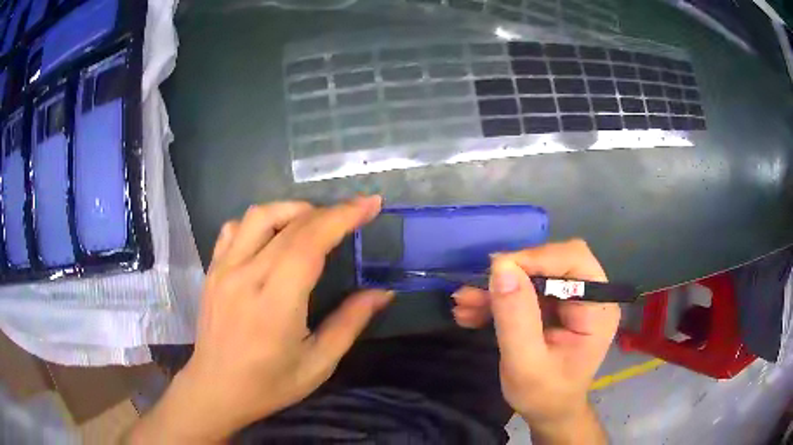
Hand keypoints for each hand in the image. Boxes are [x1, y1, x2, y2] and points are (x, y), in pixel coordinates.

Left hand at [127, 196, 392, 442]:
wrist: (215, 389)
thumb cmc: (269, 384)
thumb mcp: (318, 363)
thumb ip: (350, 323)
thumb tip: (382, 293)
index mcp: (275, 302)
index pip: (310, 242)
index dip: (342, 217)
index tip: (371, 204)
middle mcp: (246, 276)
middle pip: (290, 224)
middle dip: (329, 212)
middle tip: (353, 215)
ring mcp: (224, 269)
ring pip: (259, 215)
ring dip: (293, 210)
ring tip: (314, 224)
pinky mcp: (212, 270)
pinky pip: (234, 229)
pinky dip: (260, 222)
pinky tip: (272, 238)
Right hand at [452, 240, 618, 442]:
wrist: (548, 412)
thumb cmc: (544, 395)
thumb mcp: (525, 364)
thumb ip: (516, 318)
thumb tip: (501, 267)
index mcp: (597, 309)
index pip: (575, 260)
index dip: (537, 258)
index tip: (497, 271)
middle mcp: (590, 296)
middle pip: (553, 262)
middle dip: (512, 274)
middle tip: (476, 289)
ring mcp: (572, 300)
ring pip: (535, 275)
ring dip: (499, 287)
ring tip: (463, 303)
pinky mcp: (555, 307)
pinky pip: (527, 290)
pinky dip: (499, 298)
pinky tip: (472, 311)